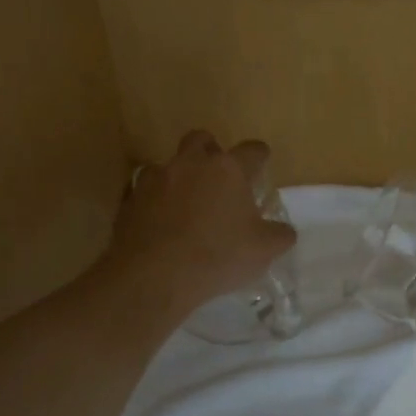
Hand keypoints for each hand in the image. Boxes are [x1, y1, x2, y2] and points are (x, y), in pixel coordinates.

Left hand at [108, 131, 295, 313]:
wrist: (153, 275)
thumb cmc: (217, 256)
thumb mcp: (263, 250)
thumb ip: (279, 235)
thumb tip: (284, 231)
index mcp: (228, 169)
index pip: (252, 150)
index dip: (259, 156)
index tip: (261, 165)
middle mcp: (191, 163)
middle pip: (202, 140)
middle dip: (211, 151)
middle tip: (218, 177)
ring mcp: (157, 178)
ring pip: (170, 164)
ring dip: (179, 177)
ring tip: (186, 204)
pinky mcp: (131, 199)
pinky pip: (145, 190)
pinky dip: (154, 200)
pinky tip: (159, 222)